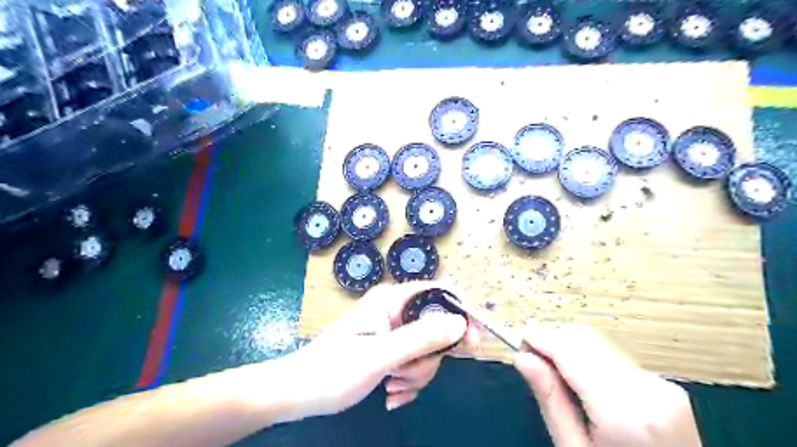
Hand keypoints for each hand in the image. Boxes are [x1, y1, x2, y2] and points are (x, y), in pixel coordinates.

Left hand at [278, 284, 478, 421]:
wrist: (298, 393)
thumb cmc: (332, 371)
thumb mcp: (380, 356)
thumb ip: (420, 338)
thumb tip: (460, 322)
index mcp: (392, 299)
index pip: (440, 293)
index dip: (461, 314)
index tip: (471, 343)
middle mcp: (395, 309)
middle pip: (436, 327)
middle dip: (429, 357)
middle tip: (407, 376)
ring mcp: (393, 329)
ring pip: (427, 348)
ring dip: (417, 374)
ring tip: (392, 387)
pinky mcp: (390, 347)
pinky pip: (415, 361)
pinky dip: (409, 380)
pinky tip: (391, 393)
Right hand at [514, 325, 698, 445]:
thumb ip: (550, 400)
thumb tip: (523, 359)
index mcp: (624, 412)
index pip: (570, 351)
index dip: (540, 339)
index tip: (519, 342)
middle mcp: (647, 389)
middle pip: (585, 342)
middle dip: (552, 341)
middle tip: (530, 358)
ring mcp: (661, 386)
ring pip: (599, 345)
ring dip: (570, 348)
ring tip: (552, 369)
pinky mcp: (665, 386)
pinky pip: (615, 358)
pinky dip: (589, 359)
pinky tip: (579, 379)